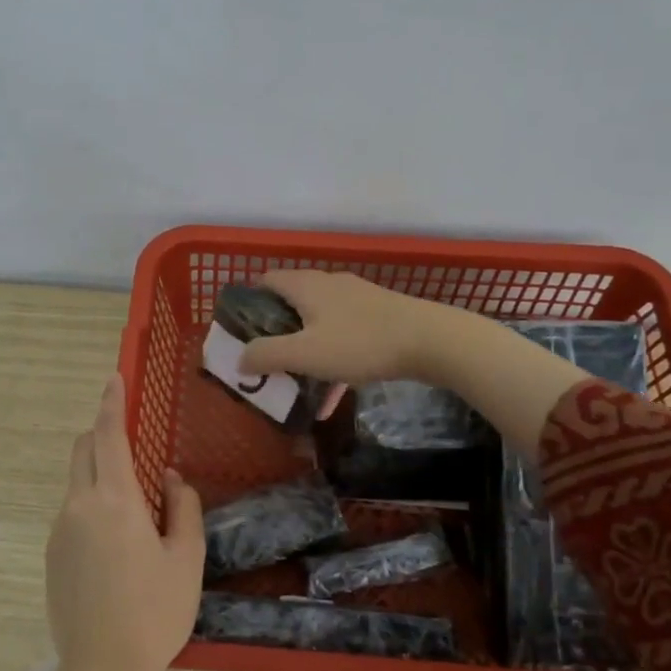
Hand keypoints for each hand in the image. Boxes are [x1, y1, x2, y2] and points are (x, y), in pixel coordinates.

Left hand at [37, 373, 204, 670]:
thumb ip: (181, 508)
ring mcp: (60, 530)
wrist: (103, 670)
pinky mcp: (52, 554)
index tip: (114, 378)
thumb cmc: (155, 612)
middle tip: (132, 444)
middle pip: (83, 450)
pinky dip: (91, 503)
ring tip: (134, 507)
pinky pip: (72, 511)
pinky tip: (116, 543)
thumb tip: (168, 478)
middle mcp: (79, 506)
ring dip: (99, 473)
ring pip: (76, 481)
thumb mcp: (186, 559)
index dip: (112, 403)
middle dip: (102, 433)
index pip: (109, 436)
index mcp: (115, 502)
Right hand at [237, 269, 443, 387]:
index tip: (241, 331)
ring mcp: (356, 298)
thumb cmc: (359, 343)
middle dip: (275, 329)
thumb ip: (267, 355)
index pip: (266, 280)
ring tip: (296, 376)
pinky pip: (342, 334)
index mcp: (305, 285)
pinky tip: (334, 390)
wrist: (430, 340)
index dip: (249, 302)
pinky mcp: (378, 314)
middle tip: (265, 358)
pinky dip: (331, 355)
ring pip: (318, 320)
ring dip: (304, 345)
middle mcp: (328, 283)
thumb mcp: (305, 354)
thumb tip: (240, 360)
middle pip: (291, 301)